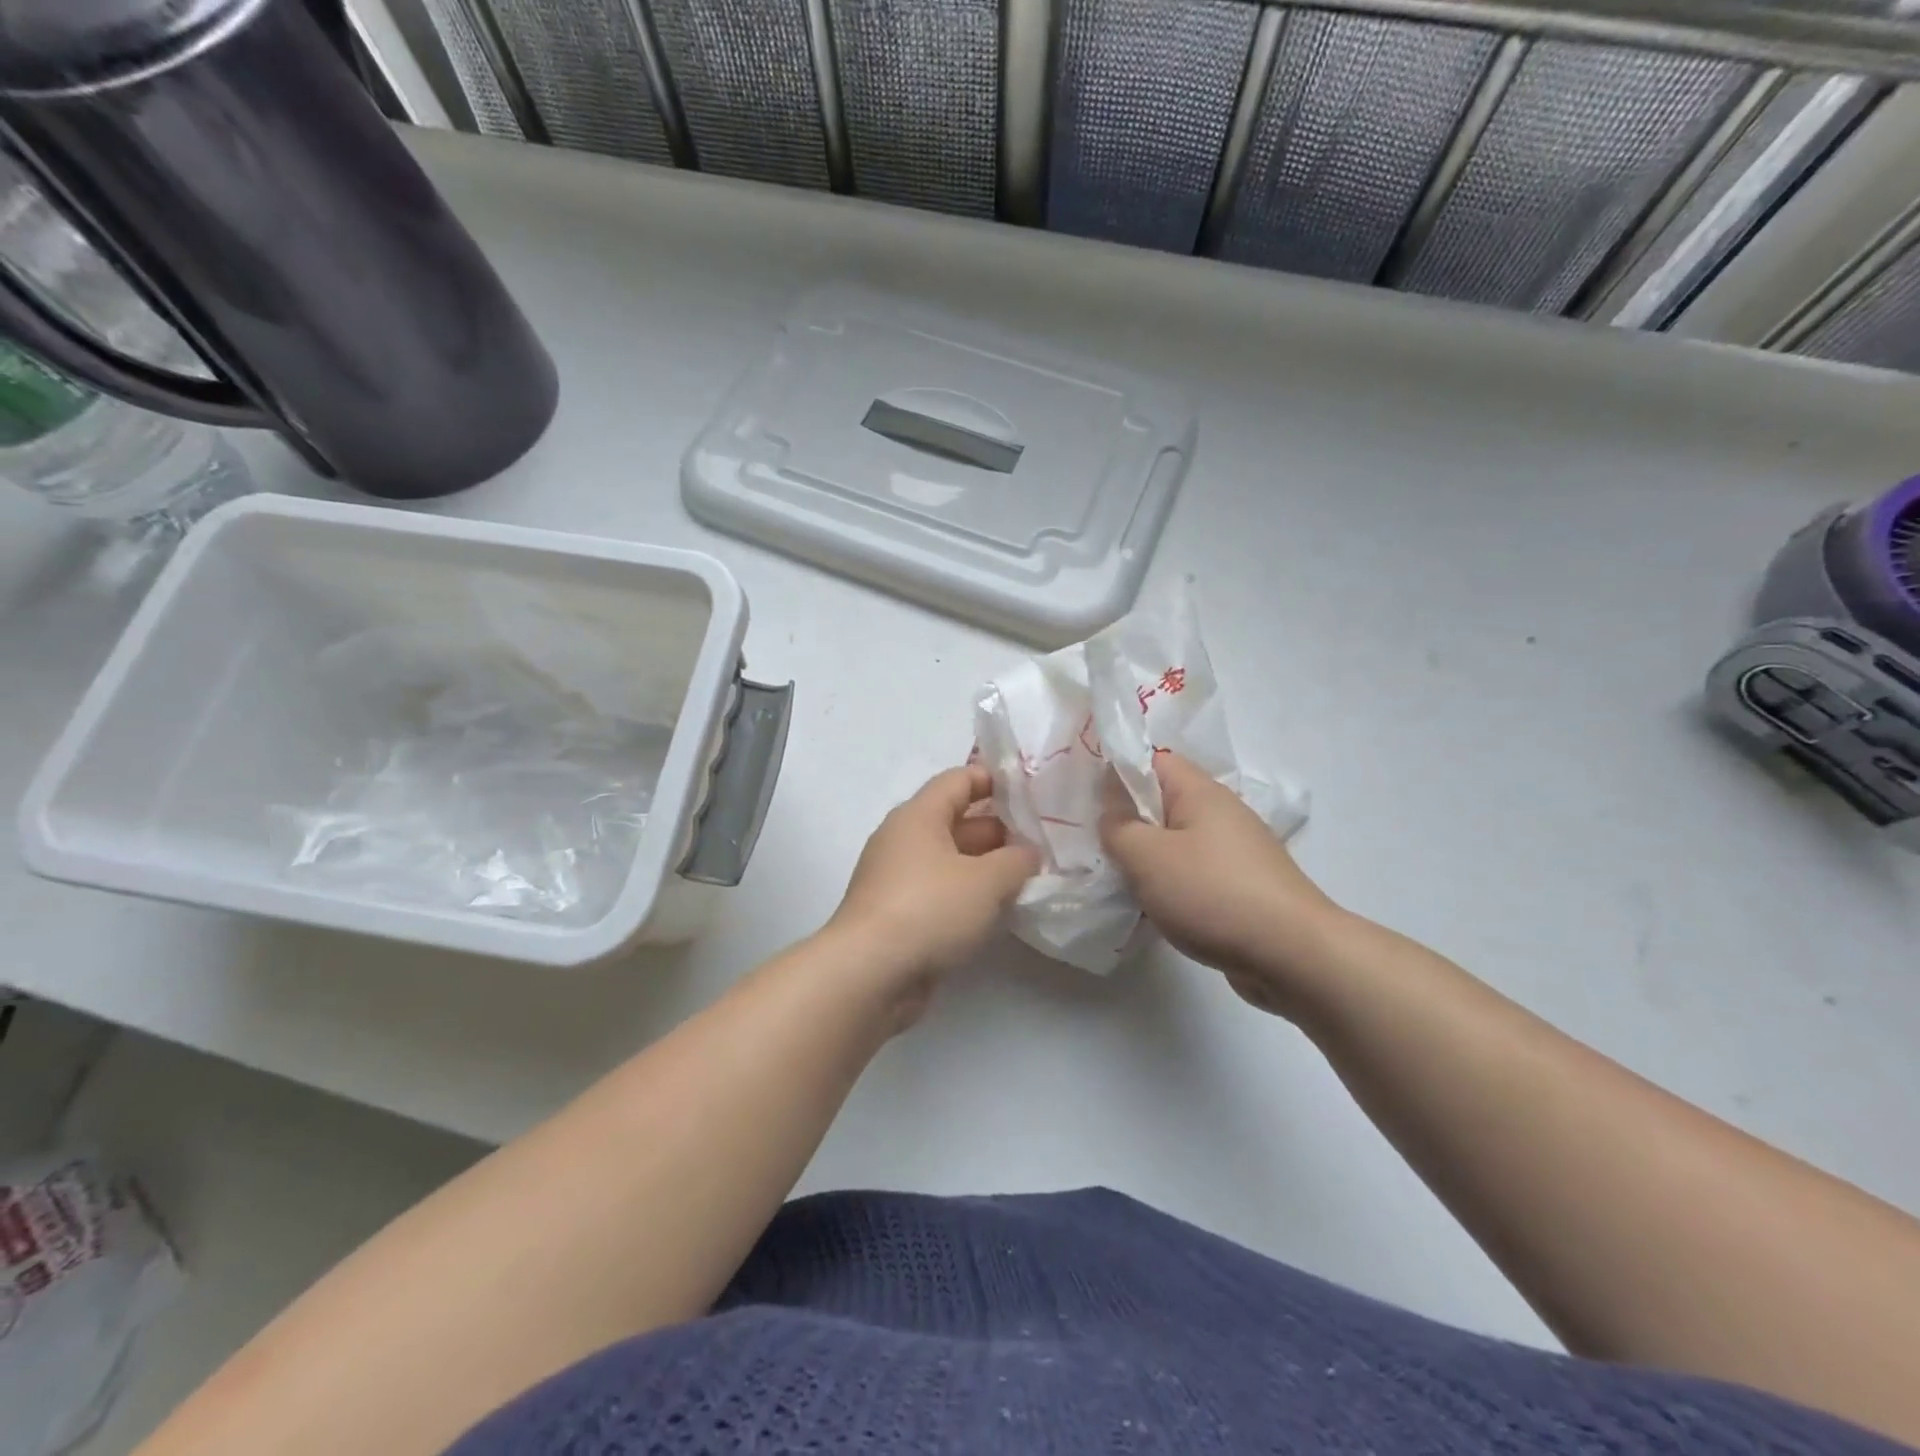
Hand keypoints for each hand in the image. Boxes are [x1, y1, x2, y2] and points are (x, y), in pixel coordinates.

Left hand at [827, 766, 1038, 1019]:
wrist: (869, 973)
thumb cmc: (930, 909)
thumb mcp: (987, 881)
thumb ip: (1017, 861)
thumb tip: (1028, 853)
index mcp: (918, 815)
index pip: (959, 779)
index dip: (995, 780)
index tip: (1032, 794)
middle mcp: (904, 839)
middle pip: (957, 820)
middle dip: (999, 830)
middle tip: (1042, 844)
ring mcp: (897, 878)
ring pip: (950, 860)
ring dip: (986, 866)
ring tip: (1028, 878)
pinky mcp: (897, 913)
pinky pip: (940, 891)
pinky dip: (967, 895)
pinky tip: (997, 911)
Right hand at [1100, 752, 1345, 1017]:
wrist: (1293, 955)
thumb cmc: (1212, 893)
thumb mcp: (1147, 857)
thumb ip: (1118, 827)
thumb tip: (1111, 812)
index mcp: (1200, 793)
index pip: (1152, 761)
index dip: (1118, 772)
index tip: (1086, 800)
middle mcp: (1221, 814)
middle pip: (1163, 803)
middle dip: (1128, 822)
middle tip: (1095, 845)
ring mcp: (1236, 852)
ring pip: (1176, 842)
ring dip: (1148, 859)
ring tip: (1118, 881)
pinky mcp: (1243, 887)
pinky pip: (1193, 874)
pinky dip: (1171, 885)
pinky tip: (1154, 909)